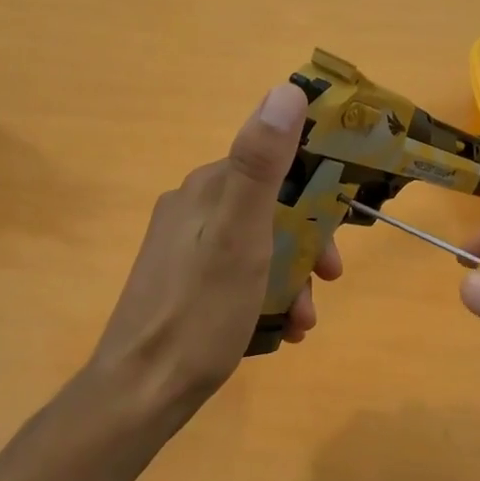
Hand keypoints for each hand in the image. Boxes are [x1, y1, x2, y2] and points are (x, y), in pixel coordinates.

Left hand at [89, 82, 341, 415]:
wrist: (141, 390)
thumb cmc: (199, 313)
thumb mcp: (240, 237)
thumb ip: (261, 165)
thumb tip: (286, 90)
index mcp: (206, 190)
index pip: (273, 167)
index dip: (315, 197)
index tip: (338, 237)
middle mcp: (192, 210)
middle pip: (269, 211)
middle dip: (305, 248)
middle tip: (327, 284)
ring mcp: (183, 250)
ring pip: (257, 248)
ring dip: (290, 280)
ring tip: (302, 322)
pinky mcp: (182, 285)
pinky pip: (237, 277)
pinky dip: (264, 298)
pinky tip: (278, 332)